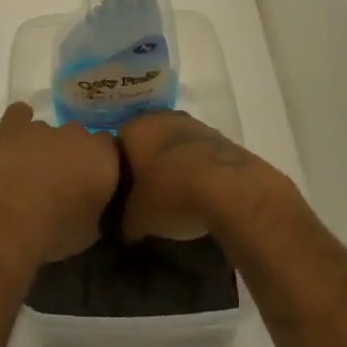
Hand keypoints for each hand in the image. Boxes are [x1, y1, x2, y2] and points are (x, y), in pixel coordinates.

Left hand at [0, 104, 119, 265]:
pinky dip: (18, 125)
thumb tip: (94, 205)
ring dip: (45, 148)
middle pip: (80, 138)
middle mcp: (77, 135)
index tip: (95, 183)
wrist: (5, 218)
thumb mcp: (89, 233)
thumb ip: (97, 210)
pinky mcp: (11, 125)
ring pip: (50, 132)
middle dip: (74, 155)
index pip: (112, 150)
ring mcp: (43, 126)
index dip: (103, 165)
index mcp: (103, 158)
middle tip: (63, 182)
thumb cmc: (53, 231)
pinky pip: (19, 115)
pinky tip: (13, 140)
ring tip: (31, 174)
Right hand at [118, 110, 271, 242]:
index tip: (126, 195)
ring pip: (176, 146)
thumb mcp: (137, 219)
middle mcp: (161, 117)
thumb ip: (125, 221)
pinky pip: (200, 154)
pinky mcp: (221, 137)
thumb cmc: (171, 194)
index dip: (120, 173)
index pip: (118, 146)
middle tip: (150, 197)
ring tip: (178, 198)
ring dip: (175, 166)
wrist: (229, 188)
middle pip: (148, 143)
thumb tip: (126, 229)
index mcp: (134, 128)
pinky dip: (198, 170)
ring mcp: (194, 124)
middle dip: (148, 166)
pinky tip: (201, 194)